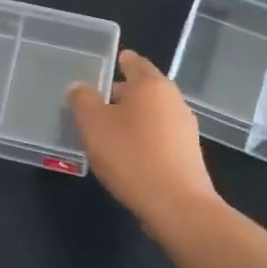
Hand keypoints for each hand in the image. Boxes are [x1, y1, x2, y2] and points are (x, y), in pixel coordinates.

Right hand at [68, 50, 216, 225]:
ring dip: (133, 118)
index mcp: (151, 84)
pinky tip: (129, 154)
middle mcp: (173, 99)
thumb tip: (78, 86)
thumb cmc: (131, 155)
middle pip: (144, 88)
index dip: (119, 61)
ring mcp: (185, 127)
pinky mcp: (188, 154)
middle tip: (96, 103)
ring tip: (108, 131)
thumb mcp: (94, 125)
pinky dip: (144, 137)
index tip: (105, 66)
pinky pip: (160, 135)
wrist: (177, 205)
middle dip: (122, 93)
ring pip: (153, 113)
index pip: (134, 62)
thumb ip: (83, 100)